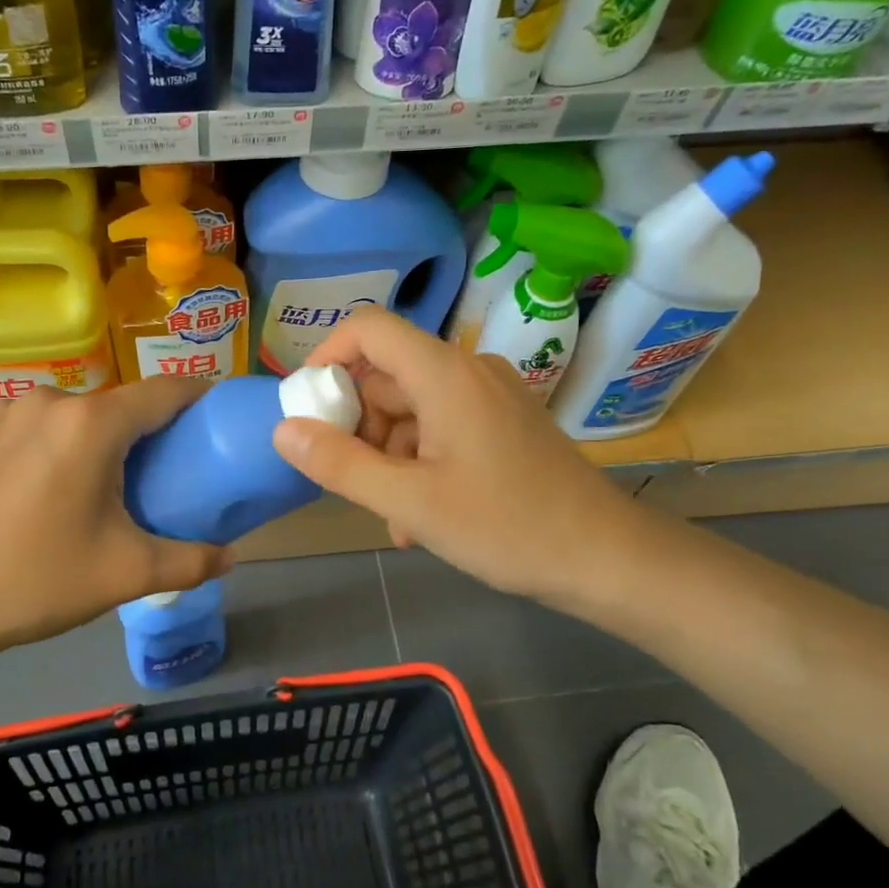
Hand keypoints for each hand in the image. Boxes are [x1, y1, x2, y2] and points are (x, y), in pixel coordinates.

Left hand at [0, 380, 230, 667]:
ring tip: (110, 483)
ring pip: (77, 415)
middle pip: (120, 405)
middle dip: (151, 430)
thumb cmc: (36, 580)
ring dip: (102, 438)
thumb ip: (190, 561)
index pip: (165, 391)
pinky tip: (54, 485)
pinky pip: (39, 425)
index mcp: (91, 424)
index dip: (200, 397)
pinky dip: (61, 443)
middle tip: (170, 471)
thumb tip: (232, 557)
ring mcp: (7, 411)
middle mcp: (50, 401)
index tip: (220, 416)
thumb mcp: (126, 574)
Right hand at [271, 307, 636, 608]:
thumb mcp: (410, 502)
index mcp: (445, 374)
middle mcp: (468, 371)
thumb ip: (340, 464)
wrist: (605, 558)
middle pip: (387, 376)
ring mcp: (490, 398)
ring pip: (412, 410)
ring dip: (389, 458)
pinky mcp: (504, 424)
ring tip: (392, 518)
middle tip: (352, 482)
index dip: (327, 357)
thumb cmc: (506, 527)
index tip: (307, 408)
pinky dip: (420, 464)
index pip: (369, 328)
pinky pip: (442, 429)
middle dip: (359, 428)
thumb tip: (283, 431)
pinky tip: (419, 518)